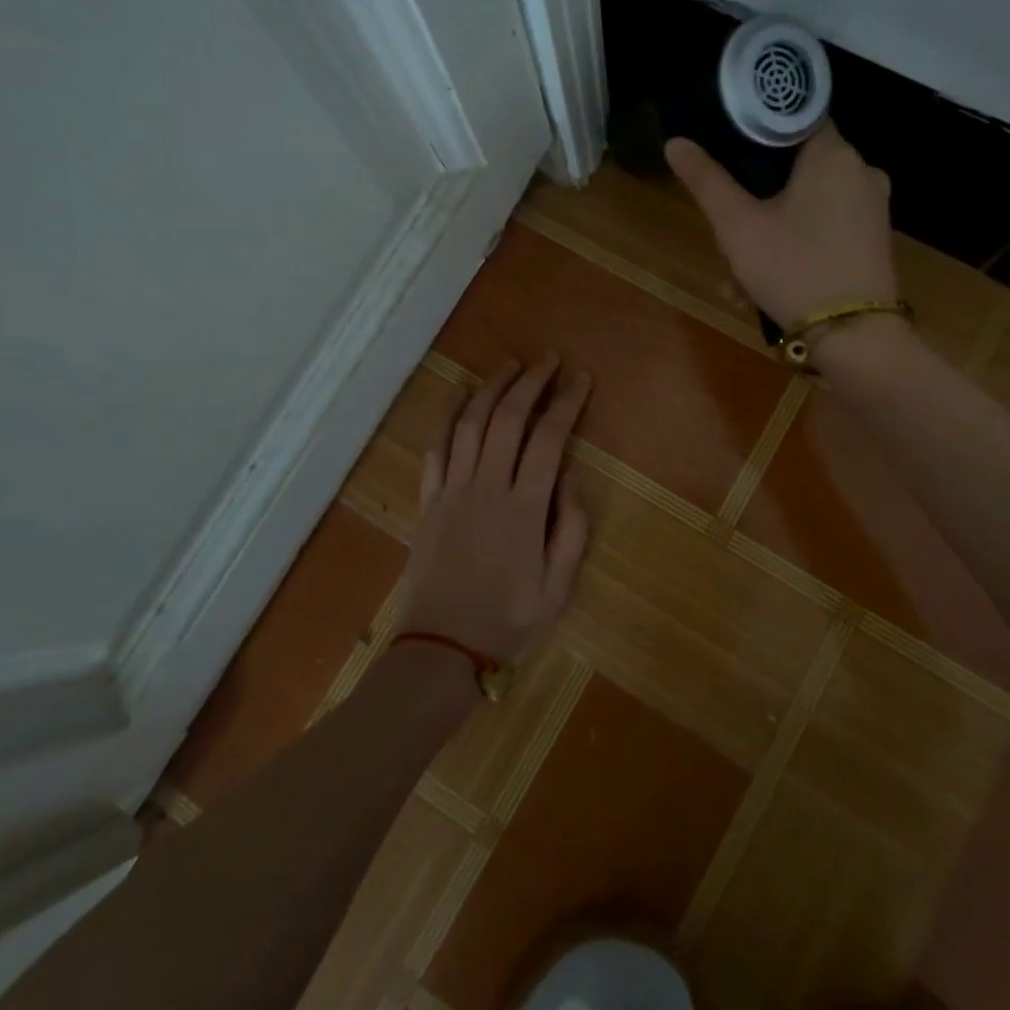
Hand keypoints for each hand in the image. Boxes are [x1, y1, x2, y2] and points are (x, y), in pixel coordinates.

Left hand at [397, 356, 592, 663]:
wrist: (440, 650)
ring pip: (470, 423)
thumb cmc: (507, 622)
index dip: (566, 403)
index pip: (549, 439)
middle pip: (508, 419)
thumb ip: (570, 528)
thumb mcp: (559, 587)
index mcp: (524, 509)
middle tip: (548, 359)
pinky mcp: (429, 500)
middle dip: (530, 383)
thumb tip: (570, 476)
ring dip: (491, 388)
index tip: (580, 379)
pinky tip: (458, 394)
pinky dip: (447, 415)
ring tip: (510, 365)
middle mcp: (487, 487)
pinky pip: (437, 447)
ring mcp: (452, 490)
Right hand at [664, 124, 896, 328]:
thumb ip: (706, 181)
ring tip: (736, 283)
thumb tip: (676, 142)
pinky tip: (762, 291)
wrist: (855, 339)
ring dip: (764, 238)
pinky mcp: (872, 242)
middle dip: (751, 205)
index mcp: (832, 154)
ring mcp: (871, 209)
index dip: (753, 133)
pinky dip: (792, 251)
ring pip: (803, 207)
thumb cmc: (793, 270)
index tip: (725, 157)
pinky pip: (822, 231)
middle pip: (792, 170)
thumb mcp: (738, 227)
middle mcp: (860, 172)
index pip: (791, 118)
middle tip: (726, 242)